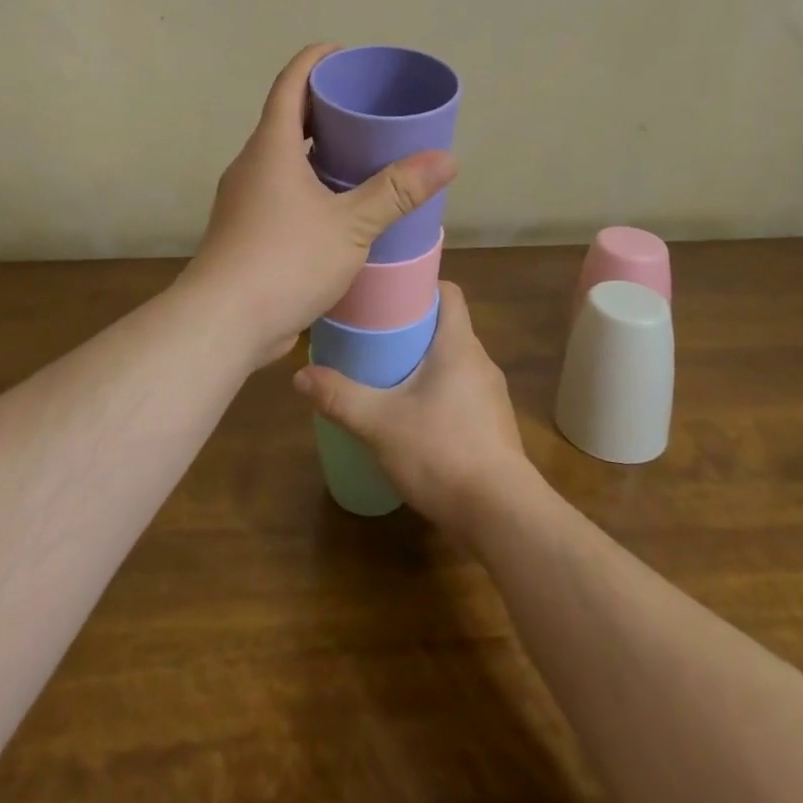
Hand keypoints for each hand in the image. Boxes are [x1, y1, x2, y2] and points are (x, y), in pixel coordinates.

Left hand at [181, 43, 455, 360]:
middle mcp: (252, 165)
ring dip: (315, 151)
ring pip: (282, 159)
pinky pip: (279, 191)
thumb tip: (446, 159)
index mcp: (271, 147)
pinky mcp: (245, 230)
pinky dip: (307, 184)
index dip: (314, 61)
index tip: (341, 52)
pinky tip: (336, 206)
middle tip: (364, 108)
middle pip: (286, 120)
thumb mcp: (350, 225)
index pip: (289, 84)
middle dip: (322, 107)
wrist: (223, 321)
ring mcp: (244, 199)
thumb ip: (396, 191)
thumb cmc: (285, 259)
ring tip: (358, 154)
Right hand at [291, 283, 530, 536]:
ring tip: (387, 376)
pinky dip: (438, 395)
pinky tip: (413, 419)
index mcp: (459, 346)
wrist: (502, 516)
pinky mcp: (493, 428)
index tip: (387, 294)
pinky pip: (462, 395)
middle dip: (412, 328)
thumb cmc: (442, 452)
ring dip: (425, 364)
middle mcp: (480, 363)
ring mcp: (491, 398)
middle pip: (447, 327)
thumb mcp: (379, 424)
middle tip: (373, 335)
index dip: (420, 286)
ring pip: (454, 364)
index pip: (449, 293)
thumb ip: (340, 397)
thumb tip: (300, 376)